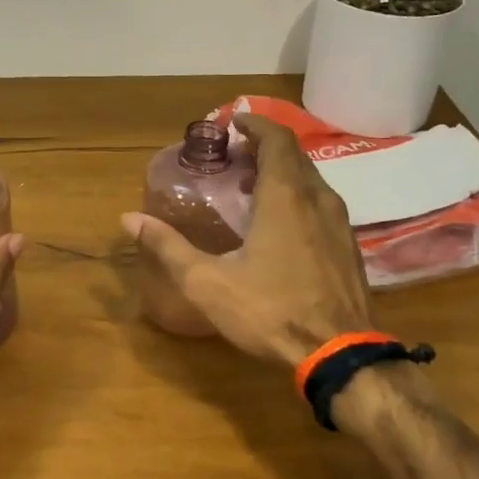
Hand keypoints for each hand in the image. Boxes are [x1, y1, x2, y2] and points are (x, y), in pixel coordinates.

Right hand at [123, 114, 371, 367]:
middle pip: (294, 157)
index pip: (277, 140)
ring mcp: (340, 224)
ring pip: (310, 181)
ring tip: (250, 186)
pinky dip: (297, 197)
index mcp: (285, 198)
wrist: (340, 355)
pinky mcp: (348, 247)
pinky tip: (279, 225)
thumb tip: (129, 219)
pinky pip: (321, 204)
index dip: (255, 124)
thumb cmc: (270, 311)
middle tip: (233, 156)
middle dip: (263, 148)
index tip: (232, 123)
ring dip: (281, 174)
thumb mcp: (208, 282)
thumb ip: (168, 247)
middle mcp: (318, 200)